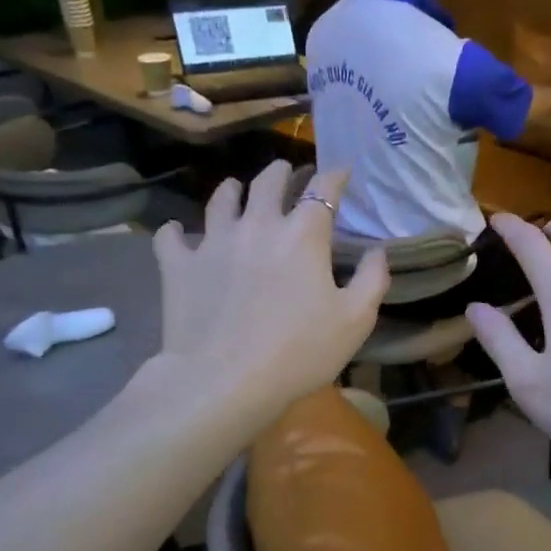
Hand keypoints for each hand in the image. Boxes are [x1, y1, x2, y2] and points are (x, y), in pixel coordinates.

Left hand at [138, 162, 387, 427]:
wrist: (225, 381)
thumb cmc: (300, 351)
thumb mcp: (356, 320)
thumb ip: (373, 279)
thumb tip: (378, 250)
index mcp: (303, 235)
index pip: (323, 189)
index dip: (335, 174)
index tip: (342, 169)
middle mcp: (258, 226)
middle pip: (268, 182)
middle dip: (282, 171)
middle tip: (287, 171)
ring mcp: (213, 242)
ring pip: (221, 199)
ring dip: (233, 190)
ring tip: (236, 189)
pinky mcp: (179, 266)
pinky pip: (172, 237)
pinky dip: (176, 232)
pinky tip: (178, 233)